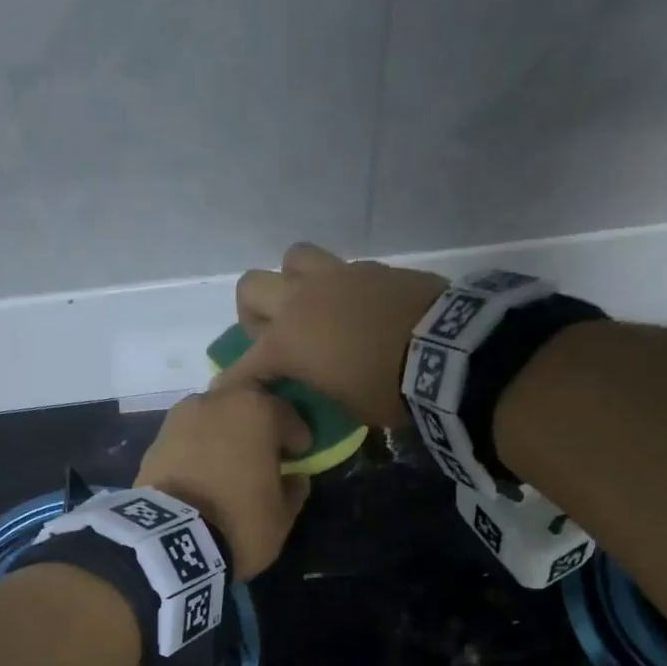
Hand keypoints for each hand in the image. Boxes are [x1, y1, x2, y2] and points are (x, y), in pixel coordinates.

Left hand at [135, 386, 312, 578]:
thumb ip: (293, 490)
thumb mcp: (282, 516)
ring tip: (230, 462)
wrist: (171, 540)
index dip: (297, 437)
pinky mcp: (156, 440)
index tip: (300, 455)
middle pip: (246, 404)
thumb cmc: (240, 522)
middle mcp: (218, 401)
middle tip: (264, 450)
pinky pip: (189, 437)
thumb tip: (294, 478)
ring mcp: (182, 416)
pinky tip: (204, 472)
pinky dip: (200, 448)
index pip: (287, 415)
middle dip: (258, 423)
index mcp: (258, 410)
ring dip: (225, 432)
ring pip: (214, 416)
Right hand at [224, 242, 448, 428]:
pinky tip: (356, 310)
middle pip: (251, 288)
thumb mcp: (345, 406)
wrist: (443, 351)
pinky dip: (338, 289)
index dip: (232, 383)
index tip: (223, 394)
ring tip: (313, 309)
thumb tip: (314, 383)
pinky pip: (340, 269)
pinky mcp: (370, 268)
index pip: (245, 364)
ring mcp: (336, 276)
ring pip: (292, 259)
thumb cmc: (387, 391)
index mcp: (288, 342)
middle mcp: (301, 301)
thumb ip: (317, 388)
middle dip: (254, 314)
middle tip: (274, 338)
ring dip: (293, 282)